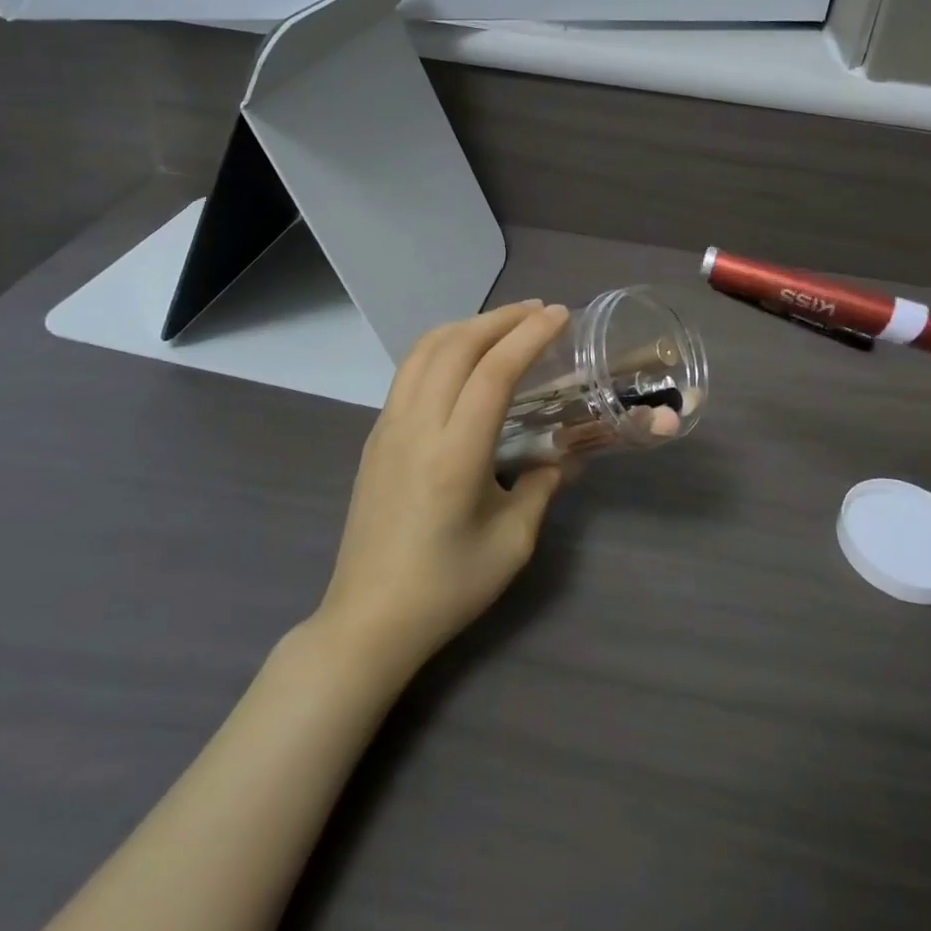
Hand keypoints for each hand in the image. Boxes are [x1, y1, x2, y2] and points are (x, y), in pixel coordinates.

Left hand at [316, 301, 571, 676]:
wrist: (368, 620)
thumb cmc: (446, 588)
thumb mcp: (511, 544)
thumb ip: (541, 489)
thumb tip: (561, 457)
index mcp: (455, 455)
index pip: (493, 373)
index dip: (528, 336)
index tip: (559, 316)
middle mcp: (416, 427)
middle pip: (456, 346)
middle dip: (500, 318)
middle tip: (538, 311)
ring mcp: (388, 427)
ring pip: (425, 350)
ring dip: (467, 326)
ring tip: (504, 323)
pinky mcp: (376, 436)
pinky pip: (409, 371)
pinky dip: (442, 346)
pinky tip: (464, 357)